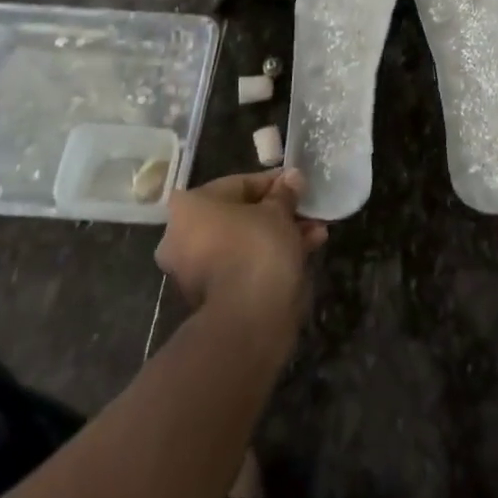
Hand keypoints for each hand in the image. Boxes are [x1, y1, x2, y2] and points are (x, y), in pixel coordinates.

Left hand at [156, 170, 328, 336]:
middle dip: (278, 212)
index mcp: (188, 207)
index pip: (239, 184)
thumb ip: (284, 192)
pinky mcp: (211, 296)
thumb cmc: (257, 247)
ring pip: (244, 241)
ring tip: (316, 232)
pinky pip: (243, 263)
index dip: (274, 183)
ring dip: (279, 234)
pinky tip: (305, 250)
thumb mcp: (278, 211)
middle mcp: (181, 236)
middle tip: (307, 210)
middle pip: (240, 215)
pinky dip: (269, 256)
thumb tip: (292, 178)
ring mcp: (194, 270)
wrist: (247, 319)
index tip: (298, 185)